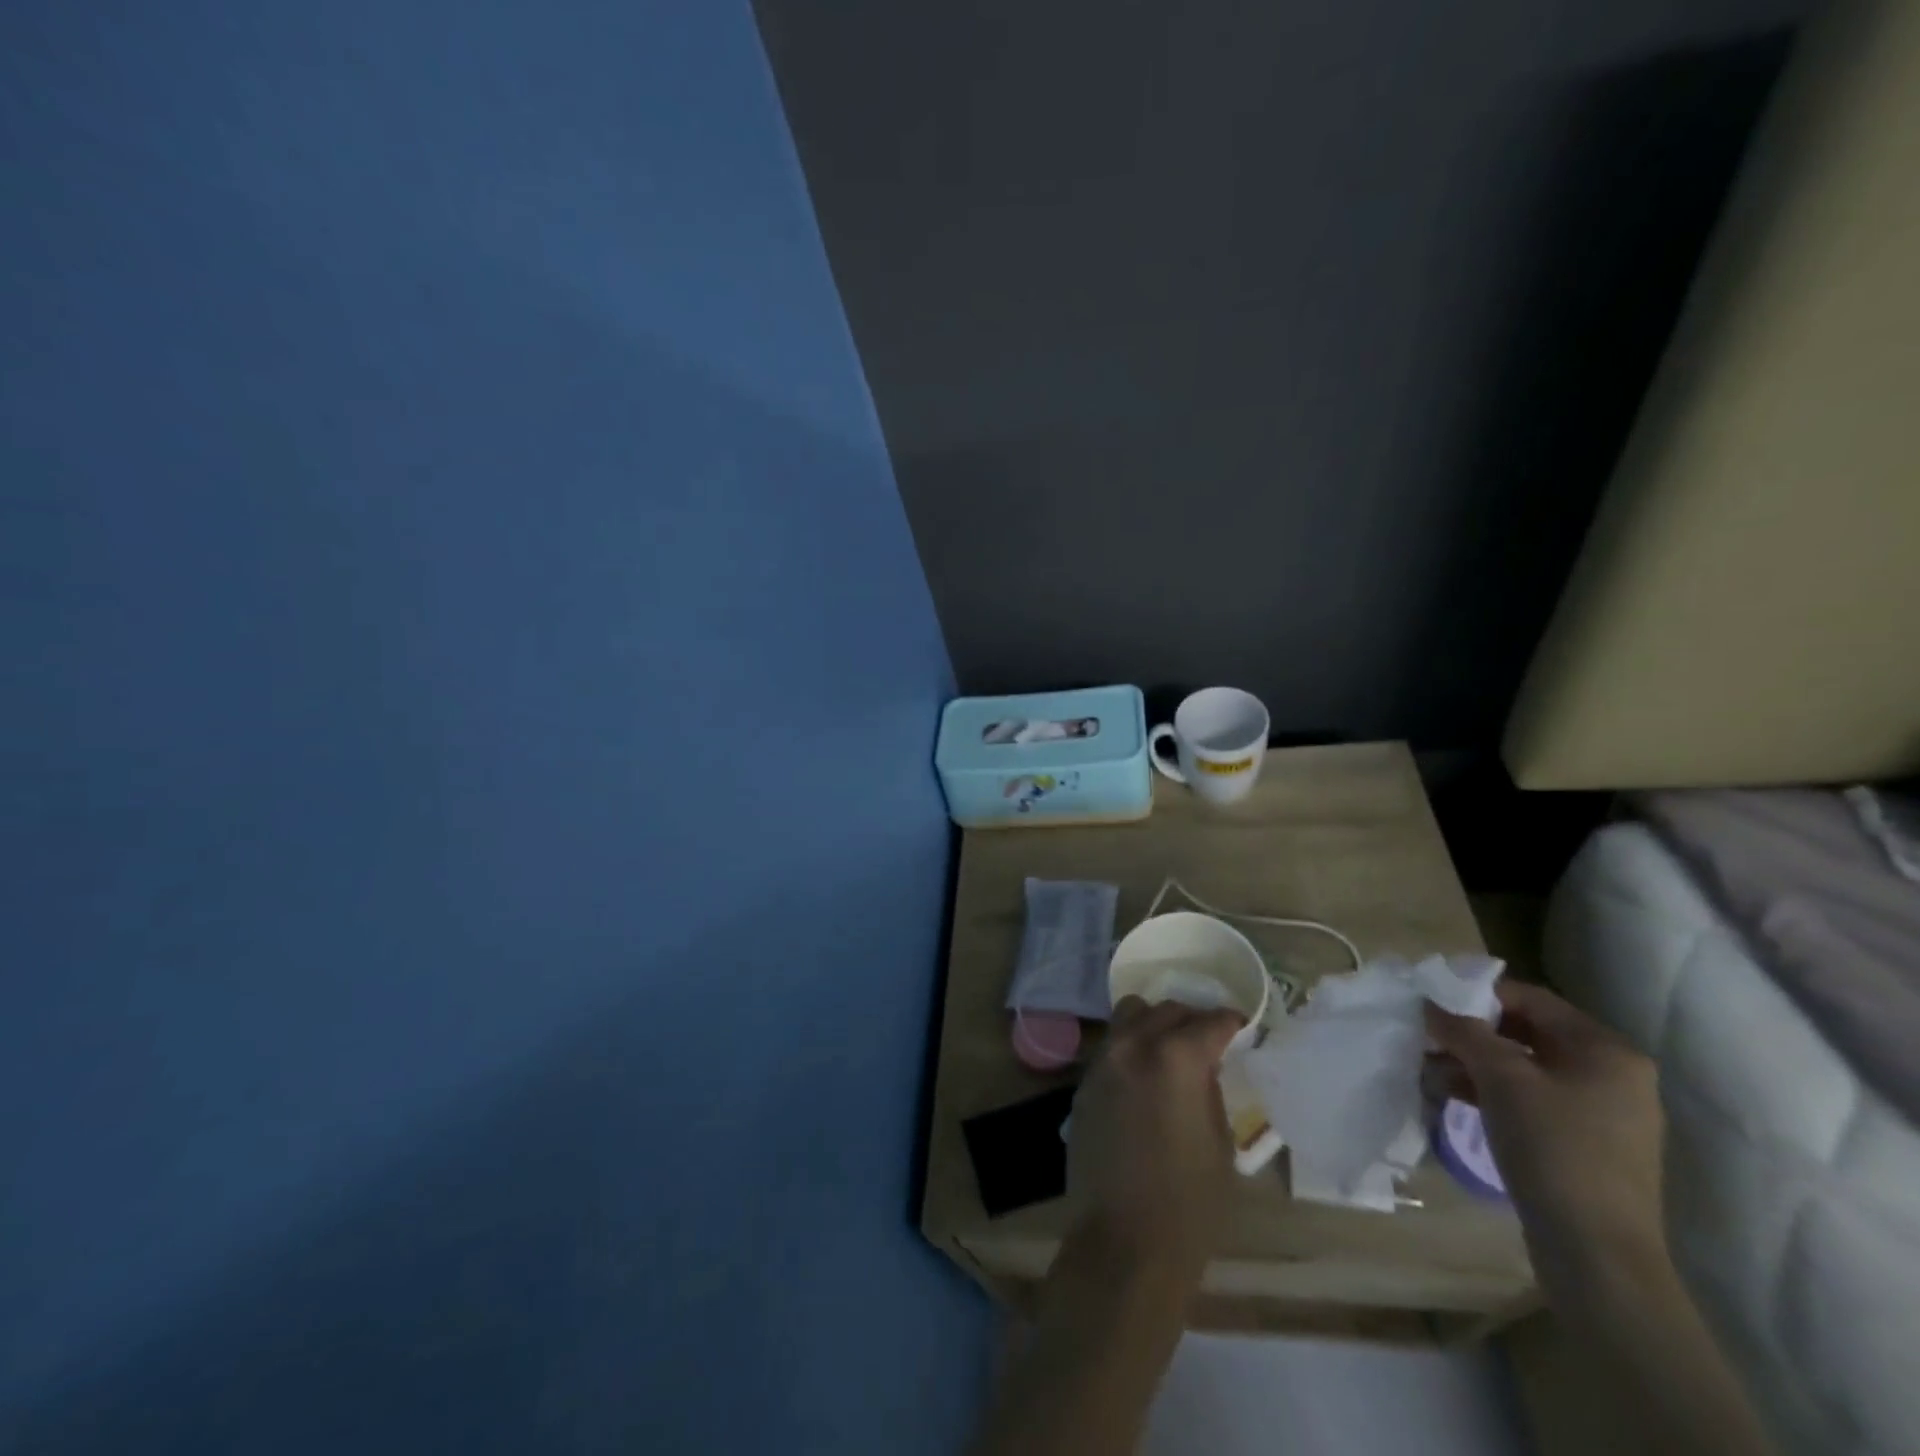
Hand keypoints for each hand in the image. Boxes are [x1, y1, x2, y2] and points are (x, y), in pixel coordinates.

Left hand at [1066, 997, 1244, 1276]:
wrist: (1124, 1241)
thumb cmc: (1189, 1202)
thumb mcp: (1220, 1142)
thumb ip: (1210, 1090)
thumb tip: (1204, 1067)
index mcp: (1176, 1058)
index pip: (1209, 1022)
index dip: (1230, 1022)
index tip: (1240, 1027)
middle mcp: (1133, 1046)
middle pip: (1165, 1010)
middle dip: (1191, 1020)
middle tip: (1208, 1040)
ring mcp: (1103, 1062)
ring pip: (1129, 1016)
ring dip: (1154, 1024)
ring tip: (1171, 1050)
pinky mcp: (1084, 1083)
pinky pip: (1111, 1047)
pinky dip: (1131, 1047)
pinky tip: (1144, 1076)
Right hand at [1426, 980, 1666, 1285]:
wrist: (1597, 1253)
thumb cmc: (1553, 1148)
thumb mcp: (1500, 1078)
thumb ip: (1464, 1032)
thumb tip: (1431, 1004)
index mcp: (1606, 1049)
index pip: (1530, 999)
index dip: (1476, 996)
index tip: (1431, 1006)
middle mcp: (1614, 1074)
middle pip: (1528, 1032)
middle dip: (1472, 1034)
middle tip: (1426, 1039)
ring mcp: (1605, 1112)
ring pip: (1527, 1068)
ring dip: (1476, 1064)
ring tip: (1430, 1070)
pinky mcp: (1588, 1144)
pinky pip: (1534, 1099)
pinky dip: (1494, 1093)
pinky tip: (1453, 1097)